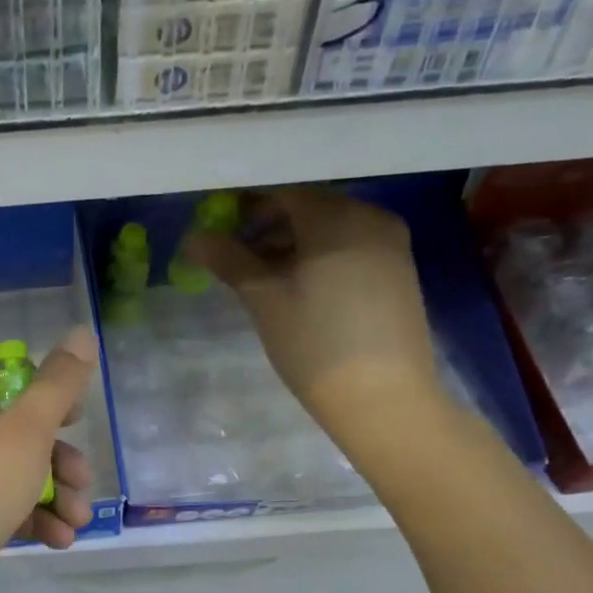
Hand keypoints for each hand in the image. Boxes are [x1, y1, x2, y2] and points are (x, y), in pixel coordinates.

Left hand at [0, 326, 99, 592]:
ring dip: (49, 495)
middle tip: (83, 486)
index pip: (7, 382)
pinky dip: (23, 517)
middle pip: (11, 432)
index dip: (49, 402)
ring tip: (77, 524)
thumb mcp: (27, 430)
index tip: (79, 426)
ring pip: (4, 473)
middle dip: (58, 462)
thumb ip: (59, 383)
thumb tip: (82, 331)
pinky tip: (56, 540)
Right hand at [185, 187, 444, 436]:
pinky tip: (298, 288)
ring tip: (261, 278)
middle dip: (268, 227)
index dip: (246, 207)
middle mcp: (371, 218)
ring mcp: (391, 245)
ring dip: (293, 244)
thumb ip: (229, 260)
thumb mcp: (263, 299)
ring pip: (330, 230)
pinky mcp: (399, 272)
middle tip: (235, 256)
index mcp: (337, 217)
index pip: (282, 193)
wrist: (384, 399)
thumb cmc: (315, 342)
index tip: (218, 228)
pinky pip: (350, 248)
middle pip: (308, 209)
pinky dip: (320, 257)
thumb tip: (194, 237)